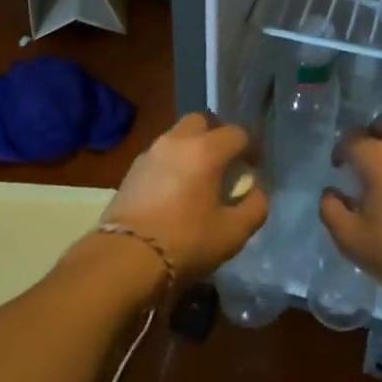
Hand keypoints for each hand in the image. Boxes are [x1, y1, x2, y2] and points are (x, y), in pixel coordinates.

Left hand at [99, 111, 267, 283]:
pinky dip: (173, 162)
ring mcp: (151, 153)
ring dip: (193, 148)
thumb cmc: (185, 243)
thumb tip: (256, 191)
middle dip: (218, 136)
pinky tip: (175, 190)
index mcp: (206, 150)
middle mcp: (178, 141)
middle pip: (203, 122)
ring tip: (199, 177)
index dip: (251, 148)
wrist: (124, 259)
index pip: (238, 133)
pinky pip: (161, 154)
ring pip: (178, 136)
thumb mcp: (233, 233)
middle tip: (225, 163)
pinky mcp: (132, 170)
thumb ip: (255, 207)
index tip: (254, 167)